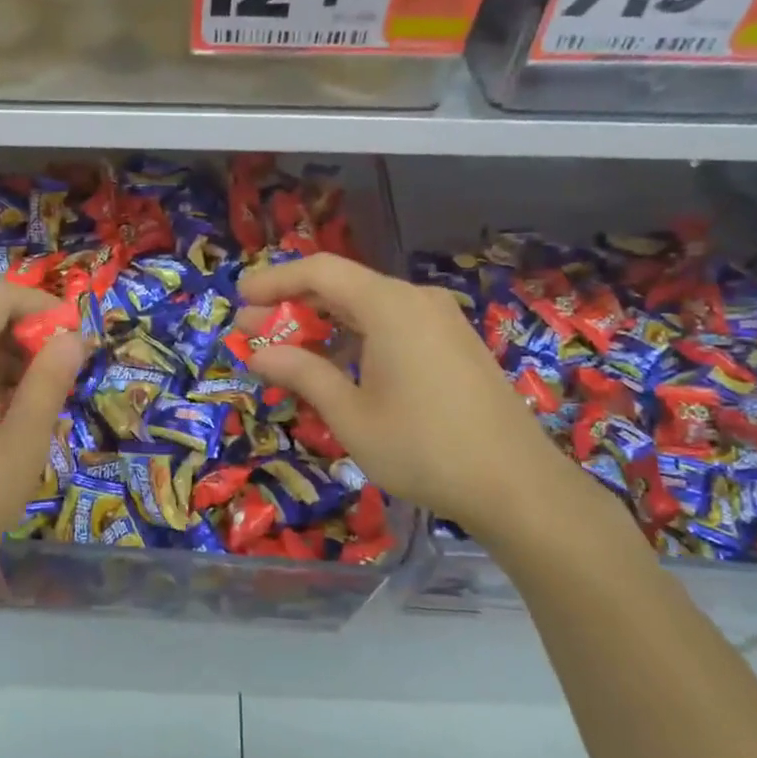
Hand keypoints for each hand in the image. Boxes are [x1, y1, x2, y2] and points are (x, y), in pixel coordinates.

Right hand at [240, 253, 605, 545]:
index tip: (239, 300)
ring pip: (368, 308)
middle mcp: (417, 301)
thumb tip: (259, 353)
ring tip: (287, 354)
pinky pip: (393, 326)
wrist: (517, 486)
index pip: (320, 271)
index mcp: (390, 305)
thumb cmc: (423, 448)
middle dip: (293, 306)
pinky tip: (338, 369)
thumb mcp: (350, 415)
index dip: (274, 281)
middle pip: (343, 286)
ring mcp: (441, 322)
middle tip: (252, 333)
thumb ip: (302, 373)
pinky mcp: (454, 345)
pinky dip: (356, 338)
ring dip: (323, 325)